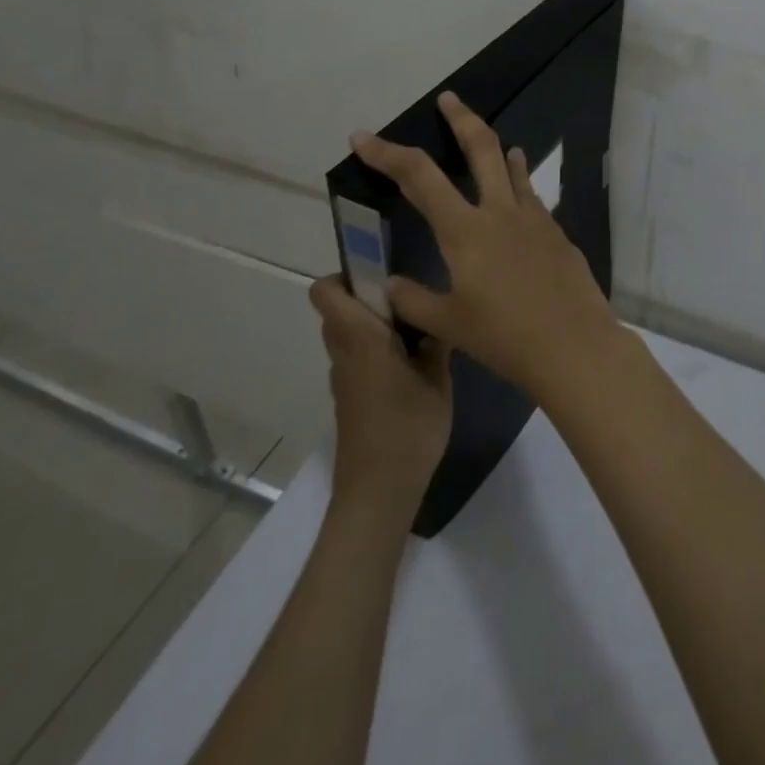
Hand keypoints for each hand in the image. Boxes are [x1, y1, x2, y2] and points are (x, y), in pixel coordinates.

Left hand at [309, 275, 452, 514]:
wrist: (378, 494)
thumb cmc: (409, 430)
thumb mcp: (438, 381)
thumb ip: (436, 342)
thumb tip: (436, 316)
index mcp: (362, 339)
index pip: (327, 291)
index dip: (347, 272)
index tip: (384, 270)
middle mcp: (344, 353)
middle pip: (340, 308)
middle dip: (370, 295)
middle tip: (412, 298)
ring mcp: (344, 378)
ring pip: (349, 333)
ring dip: (375, 323)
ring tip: (419, 328)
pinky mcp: (350, 398)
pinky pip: (357, 357)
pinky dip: (377, 349)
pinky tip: (413, 363)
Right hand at [349, 91, 624, 401]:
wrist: (573, 344)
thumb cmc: (504, 337)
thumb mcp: (448, 324)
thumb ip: (413, 300)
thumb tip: (389, 284)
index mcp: (465, 229)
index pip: (419, 177)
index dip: (387, 154)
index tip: (363, 137)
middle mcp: (500, 211)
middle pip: (481, 147)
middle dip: (461, 118)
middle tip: (449, 99)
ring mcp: (535, 218)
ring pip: (513, 168)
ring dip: (497, 148)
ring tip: (490, 140)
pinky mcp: (557, 232)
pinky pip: (532, 196)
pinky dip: (520, 183)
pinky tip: (519, 195)